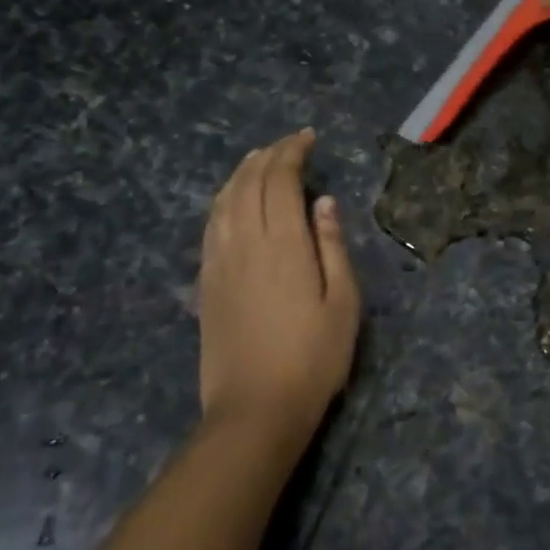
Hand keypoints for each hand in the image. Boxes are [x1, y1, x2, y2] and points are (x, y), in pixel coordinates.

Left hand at [195, 130, 360, 446]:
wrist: (255, 410)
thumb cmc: (313, 359)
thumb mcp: (343, 304)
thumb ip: (333, 247)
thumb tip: (323, 202)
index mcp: (284, 245)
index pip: (280, 180)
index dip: (292, 152)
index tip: (307, 138)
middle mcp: (246, 243)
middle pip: (249, 183)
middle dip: (268, 155)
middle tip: (288, 144)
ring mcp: (219, 262)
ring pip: (224, 200)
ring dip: (241, 173)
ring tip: (258, 159)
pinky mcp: (206, 283)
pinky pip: (210, 226)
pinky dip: (222, 201)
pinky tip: (230, 200)